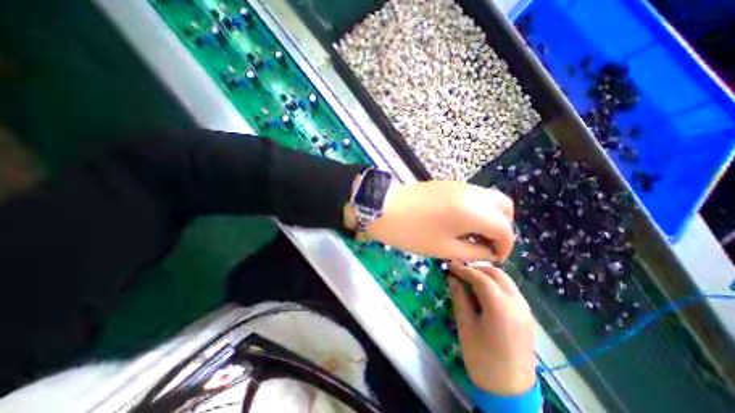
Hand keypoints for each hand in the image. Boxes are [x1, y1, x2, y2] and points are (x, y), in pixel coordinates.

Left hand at [348, 181, 511, 260]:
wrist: (384, 208)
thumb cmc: (412, 231)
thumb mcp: (444, 248)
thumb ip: (473, 252)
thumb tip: (489, 252)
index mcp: (474, 211)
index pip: (505, 229)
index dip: (505, 247)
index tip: (494, 258)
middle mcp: (473, 194)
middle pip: (504, 208)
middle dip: (501, 228)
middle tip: (485, 244)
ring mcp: (460, 185)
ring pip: (489, 199)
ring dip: (489, 217)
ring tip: (472, 235)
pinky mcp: (449, 184)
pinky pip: (474, 196)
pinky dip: (477, 209)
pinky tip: (460, 222)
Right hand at [445, 263, 537, 394]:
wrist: (511, 392)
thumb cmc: (482, 359)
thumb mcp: (465, 325)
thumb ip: (460, 298)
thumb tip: (453, 279)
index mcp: (501, 306)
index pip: (480, 277)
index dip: (463, 269)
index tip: (450, 266)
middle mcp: (517, 303)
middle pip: (497, 274)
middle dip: (477, 269)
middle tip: (460, 273)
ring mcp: (525, 309)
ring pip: (505, 281)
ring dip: (487, 276)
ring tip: (470, 280)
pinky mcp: (527, 316)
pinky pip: (510, 291)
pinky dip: (496, 285)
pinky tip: (484, 293)